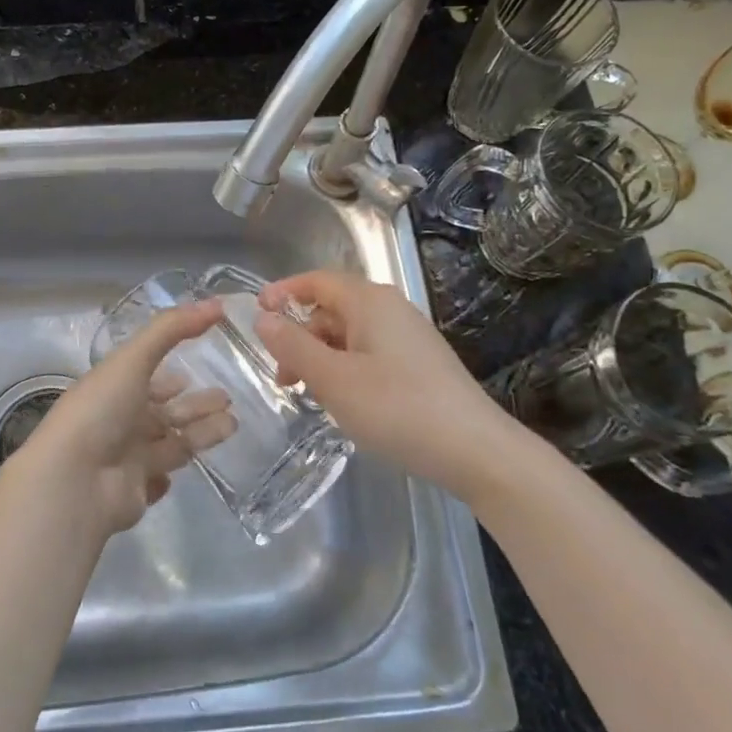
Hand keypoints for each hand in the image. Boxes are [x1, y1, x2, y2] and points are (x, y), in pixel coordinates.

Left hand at [17, 300, 236, 537]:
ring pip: (170, 443)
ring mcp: (125, 458)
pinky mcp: (134, 492)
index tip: (199, 367)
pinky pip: (156, 480)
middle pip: (165, 411)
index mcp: (114, 388)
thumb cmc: (101, 410)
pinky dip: (170, 472)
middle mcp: (119, 421)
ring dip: (199, 434)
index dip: (172, 375)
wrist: (74, 482)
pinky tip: (191, 467)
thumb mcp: (134, 359)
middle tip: (228, 399)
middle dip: (196, 405)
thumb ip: (173, 328)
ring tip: (233, 424)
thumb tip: (218, 303)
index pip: (148, 378)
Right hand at [253, 271, 535, 500]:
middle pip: (331, 309)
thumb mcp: (333, 379)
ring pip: (349, 334)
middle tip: (282, 377)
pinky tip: (344, 401)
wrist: (477, 451)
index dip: (283, 293)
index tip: (255, 315)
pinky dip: (345, 368)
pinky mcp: (420, 363)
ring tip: (309, 395)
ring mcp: (409, 336)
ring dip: (321, 357)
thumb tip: (262, 318)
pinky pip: (369, 353)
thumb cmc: (397, 408)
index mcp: (369, 301)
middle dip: (299, 336)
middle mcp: (390, 309)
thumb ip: (293, 345)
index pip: (316, 281)